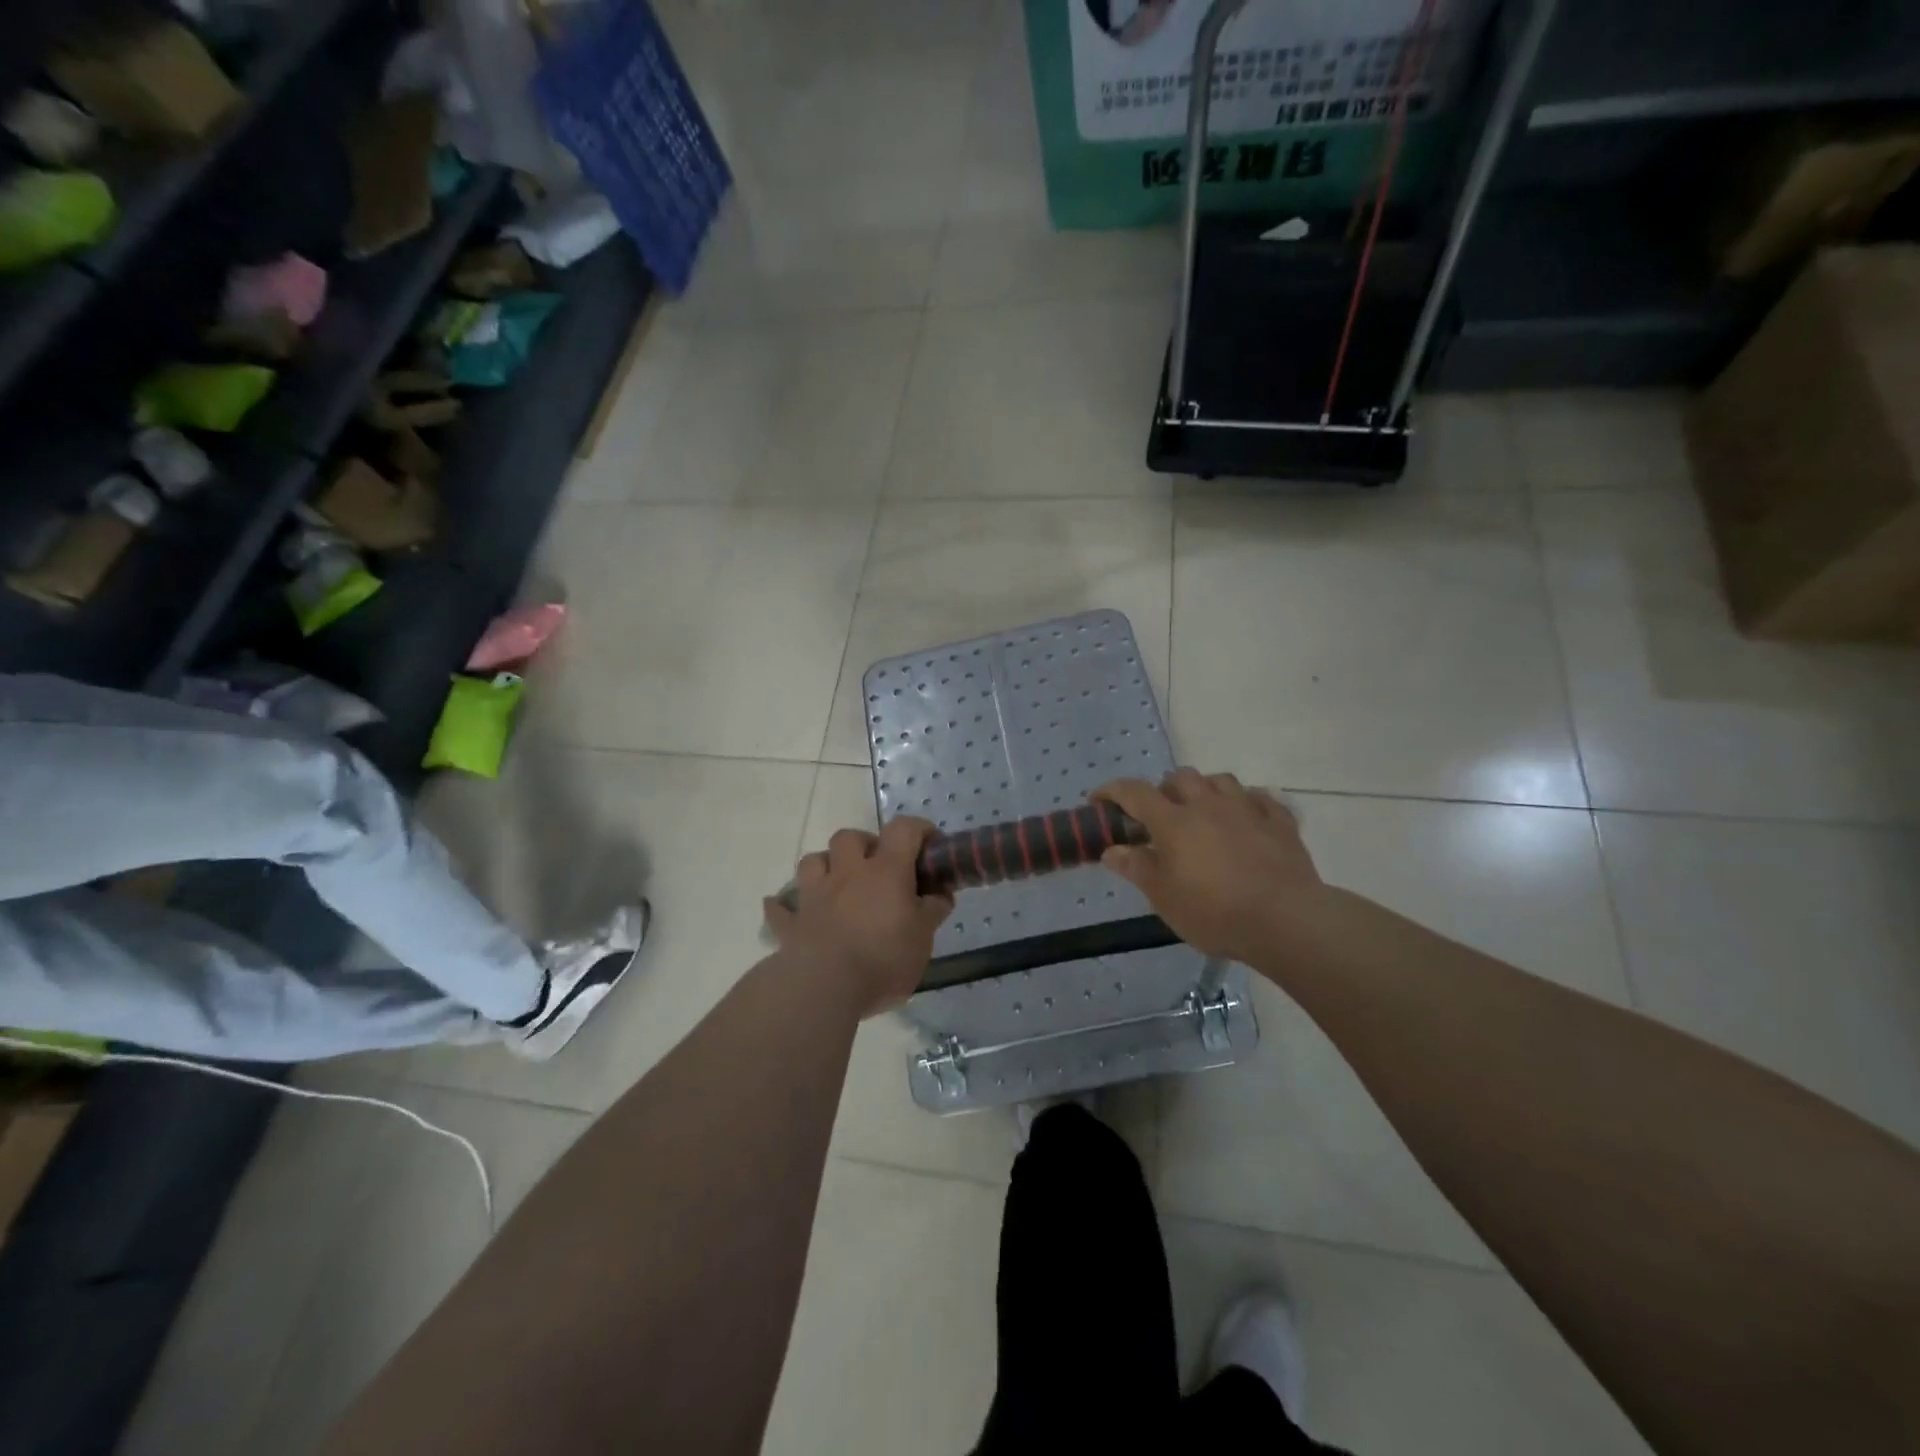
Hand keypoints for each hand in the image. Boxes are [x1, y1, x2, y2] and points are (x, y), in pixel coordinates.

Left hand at [763, 817, 953, 1017]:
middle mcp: (847, 873)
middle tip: (879, 867)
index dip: (919, 829)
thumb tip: (941, 895)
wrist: (824, 987)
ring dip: (825, 865)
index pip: (903, 830)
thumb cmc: (883, 957)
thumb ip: (932, 911)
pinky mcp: (791, 923)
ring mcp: (814, 895)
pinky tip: (789, 910)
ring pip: (812, 861)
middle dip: (865, 844)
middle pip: (849, 837)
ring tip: (838, 883)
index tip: (931, 844)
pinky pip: (780, 908)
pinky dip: (785, 906)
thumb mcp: (923, 938)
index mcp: (885, 871)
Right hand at [1094, 770, 1323, 965]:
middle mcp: (1208, 805)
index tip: (1098, 801)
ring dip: (1205, 789)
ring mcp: (1247, 810)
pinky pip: (1261, 799)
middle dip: (1164, 789)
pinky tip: (1246, 818)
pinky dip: (1247, 803)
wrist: (1285, 920)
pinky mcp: (1280, 822)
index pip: (1134, 793)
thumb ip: (1137, 869)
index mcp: (1174, 822)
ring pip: (1221, 780)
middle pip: (1180, 778)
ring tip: (1202, 810)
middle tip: (1159, 814)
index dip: (1112, 792)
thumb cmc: (1214, 912)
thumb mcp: (1164, 897)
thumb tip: (1112, 850)